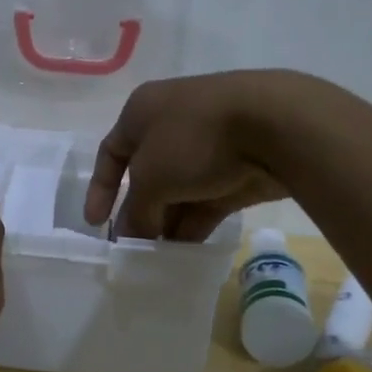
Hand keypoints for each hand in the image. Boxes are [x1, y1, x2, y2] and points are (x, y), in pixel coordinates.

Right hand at [84, 72, 306, 240]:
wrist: (274, 125)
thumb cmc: (194, 139)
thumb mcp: (150, 177)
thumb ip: (137, 211)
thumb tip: (135, 236)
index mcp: (142, 112)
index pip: (110, 152)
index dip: (100, 189)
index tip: (96, 224)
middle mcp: (172, 124)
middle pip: (146, 176)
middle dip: (138, 213)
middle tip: (133, 250)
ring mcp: (207, 146)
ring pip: (178, 191)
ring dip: (166, 223)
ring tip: (158, 260)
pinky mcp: (236, 169)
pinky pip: (206, 201)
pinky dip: (194, 225)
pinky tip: (186, 255)